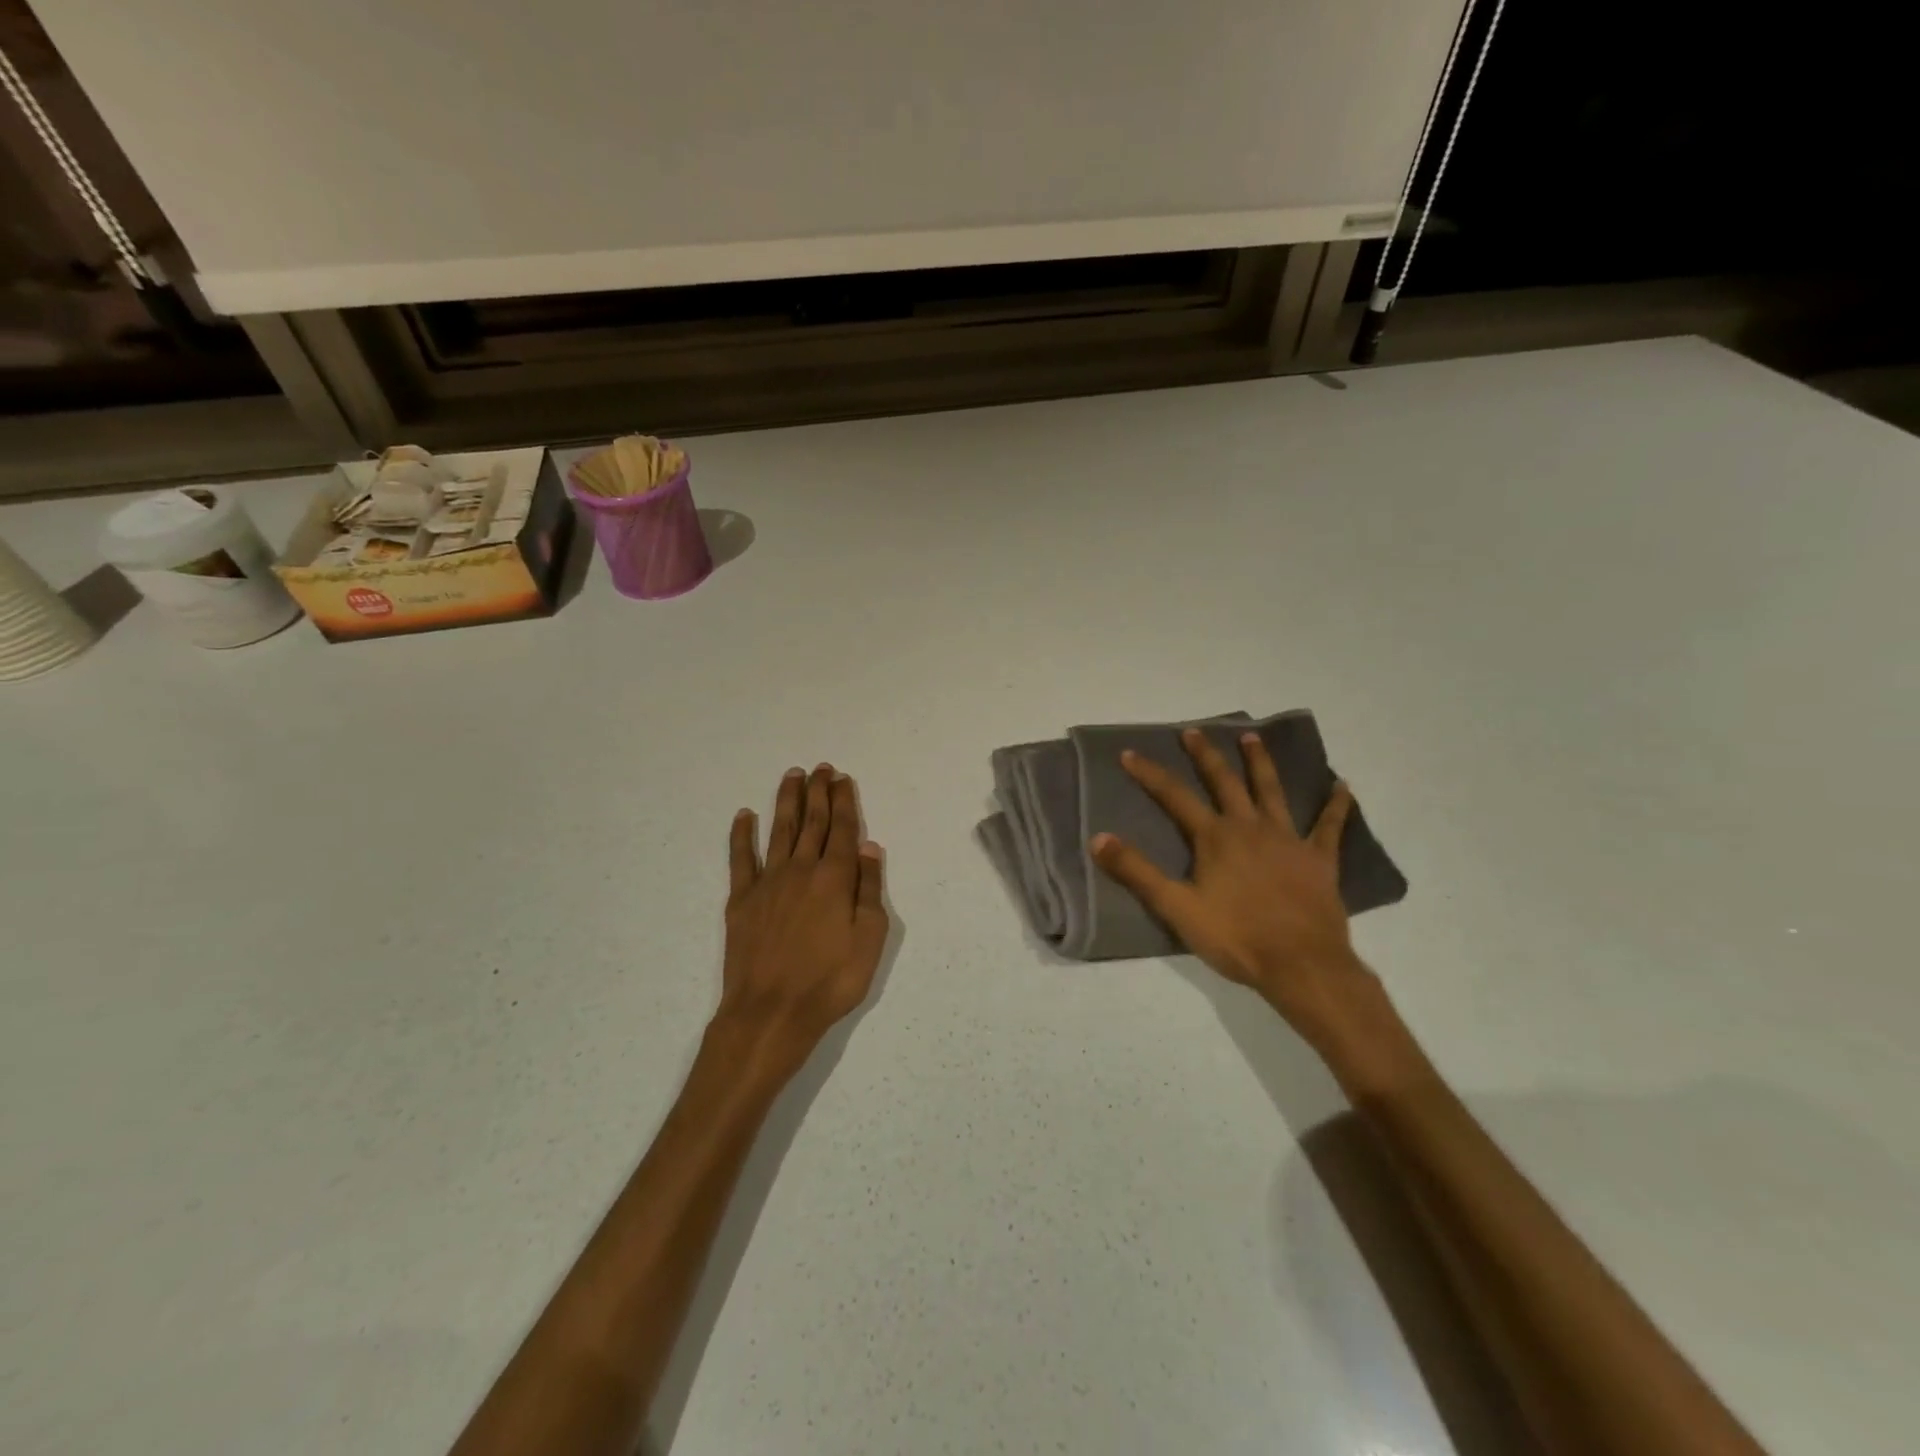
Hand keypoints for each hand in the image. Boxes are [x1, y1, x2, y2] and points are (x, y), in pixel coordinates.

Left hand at [719, 764, 889, 1065]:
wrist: (771, 1013)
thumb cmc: (830, 981)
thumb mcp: (870, 940)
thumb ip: (869, 889)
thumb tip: (869, 846)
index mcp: (835, 878)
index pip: (842, 830)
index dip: (843, 802)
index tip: (843, 779)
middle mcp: (801, 870)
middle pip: (812, 822)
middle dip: (818, 792)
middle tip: (821, 768)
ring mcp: (768, 882)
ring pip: (780, 831)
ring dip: (787, 801)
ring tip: (792, 776)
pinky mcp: (741, 900)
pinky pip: (741, 858)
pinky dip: (742, 835)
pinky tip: (744, 815)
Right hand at [1091, 729, 1378, 1053]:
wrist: (1301, 964)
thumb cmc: (1235, 937)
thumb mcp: (1176, 907)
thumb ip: (1137, 872)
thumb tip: (1098, 838)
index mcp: (1215, 838)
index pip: (1175, 796)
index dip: (1149, 774)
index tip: (1129, 753)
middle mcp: (1250, 827)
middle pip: (1224, 782)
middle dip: (1206, 755)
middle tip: (1193, 731)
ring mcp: (1288, 840)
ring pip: (1272, 791)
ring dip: (1260, 763)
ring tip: (1252, 738)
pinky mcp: (1319, 859)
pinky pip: (1329, 826)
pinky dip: (1336, 805)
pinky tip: (1342, 786)